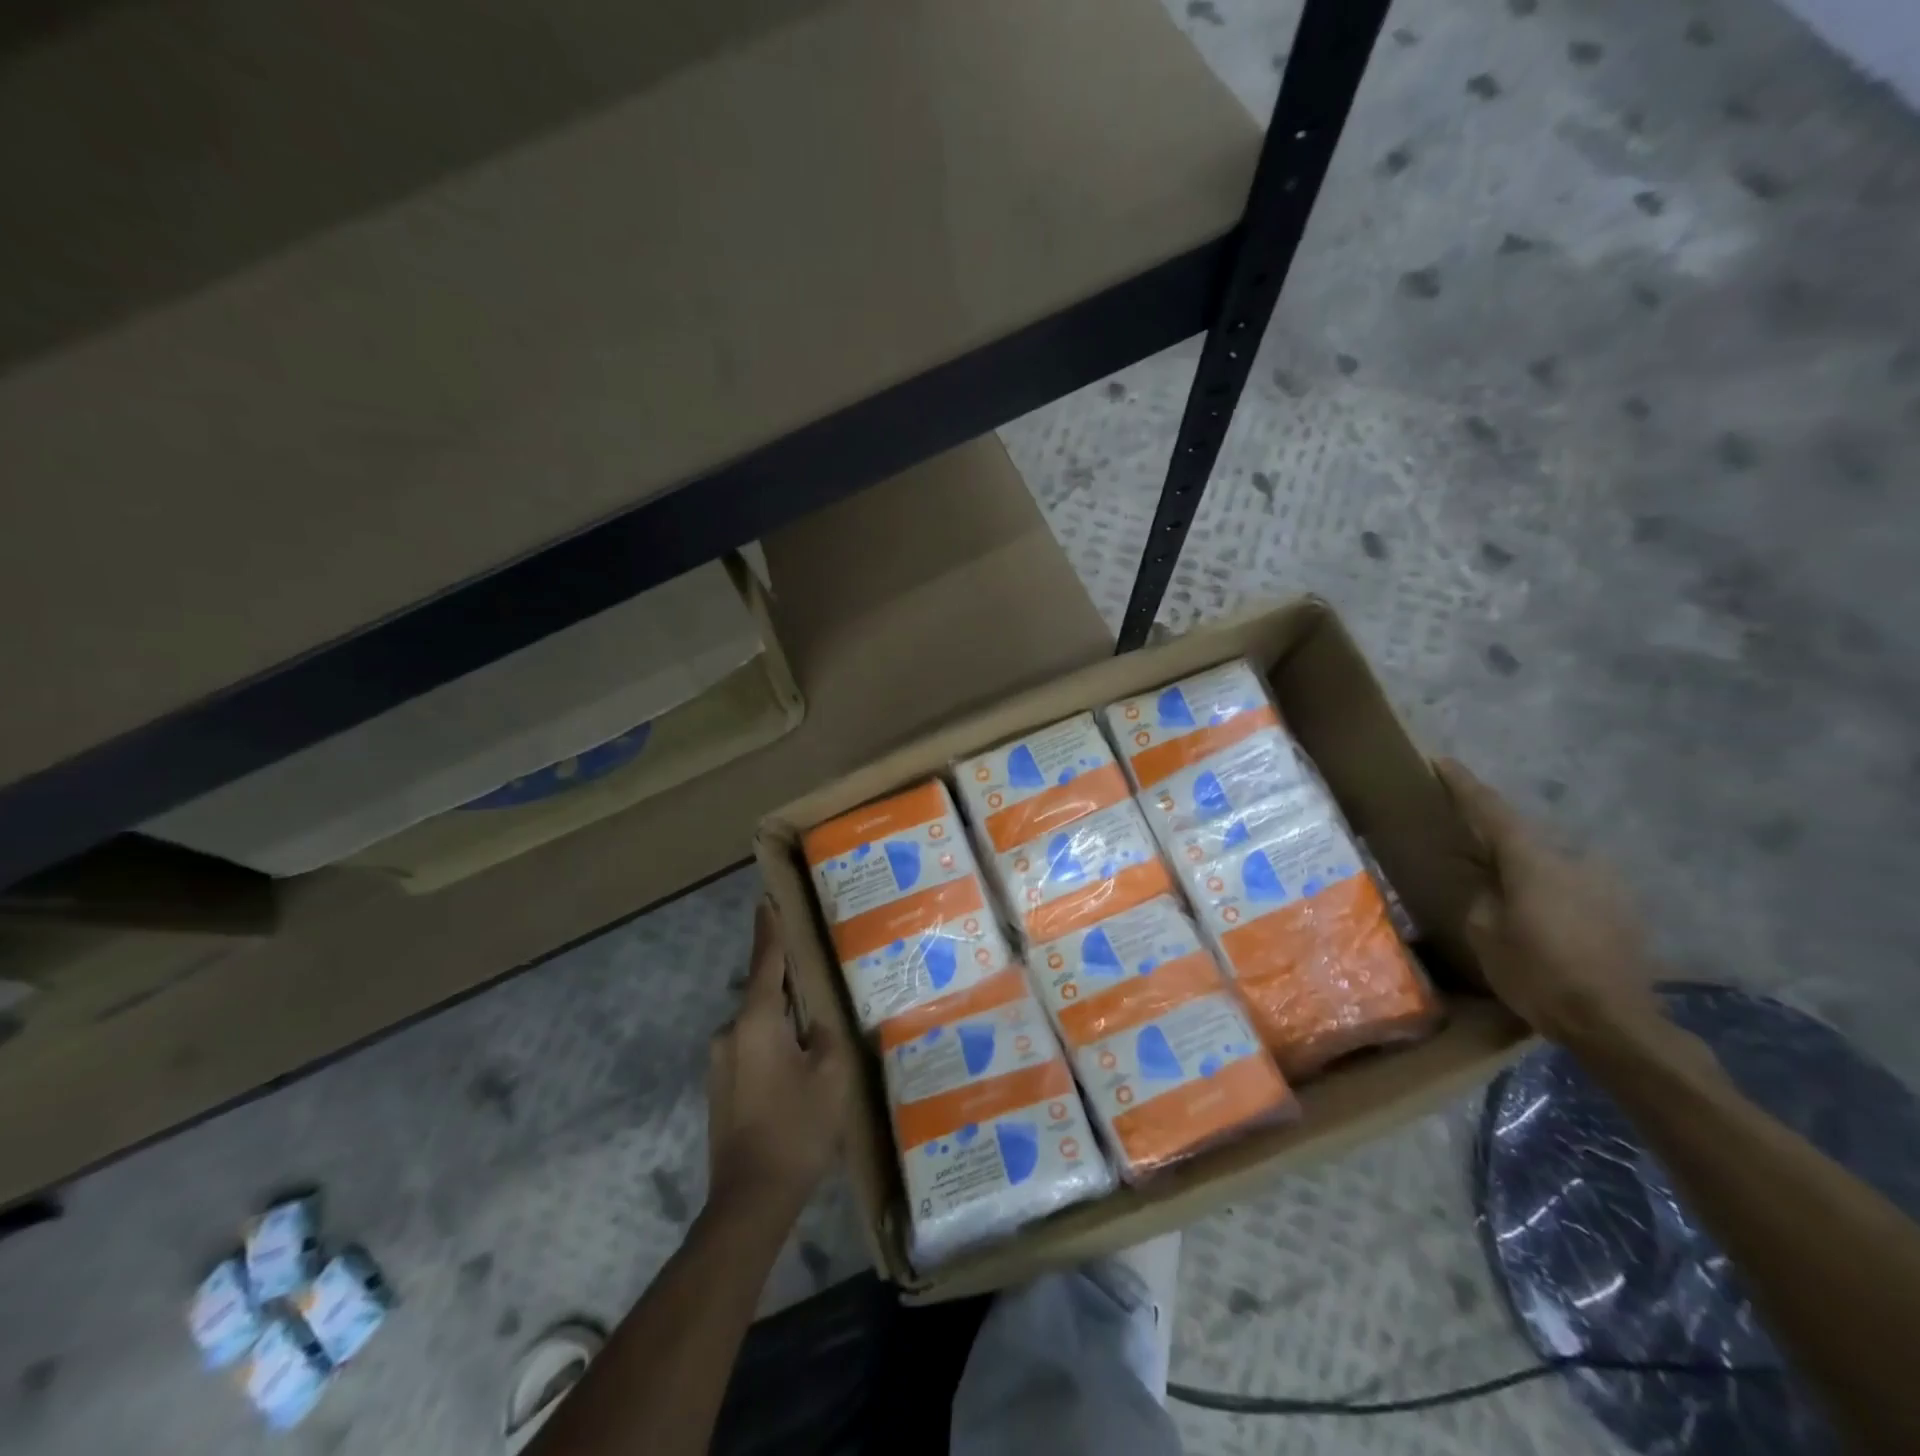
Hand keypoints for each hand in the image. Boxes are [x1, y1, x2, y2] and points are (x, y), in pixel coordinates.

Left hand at [705, 899, 855, 1220]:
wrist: (749, 1202)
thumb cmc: (796, 1130)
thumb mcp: (832, 1076)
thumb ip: (828, 1035)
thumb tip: (815, 1021)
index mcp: (756, 1021)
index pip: (766, 961)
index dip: (769, 929)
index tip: (766, 899)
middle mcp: (730, 1034)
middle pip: (764, 995)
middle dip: (788, 985)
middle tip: (818, 978)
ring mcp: (720, 1064)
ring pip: (759, 1026)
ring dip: (783, 1023)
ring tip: (814, 1034)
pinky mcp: (720, 1090)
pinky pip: (752, 1051)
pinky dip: (774, 1047)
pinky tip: (797, 1070)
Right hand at [1435, 758, 1663, 1048]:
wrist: (1616, 1024)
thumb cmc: (1538, 974)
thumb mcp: (1486, 934)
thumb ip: (1482, 897)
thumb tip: (1486, 883)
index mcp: (1533, 861)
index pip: (1490, 810)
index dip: (1463, 785)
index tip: (1442, 762)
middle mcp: (1572, 860)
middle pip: (1523, 838)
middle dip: (1494, 839)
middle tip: (1467, 846)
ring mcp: (1603, 884)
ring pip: (1550, 865)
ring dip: (1524, 871)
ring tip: (1504, 892)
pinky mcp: (1621, 910)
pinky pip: (1571, 888)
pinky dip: (1549, 894)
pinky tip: (1539, 920)